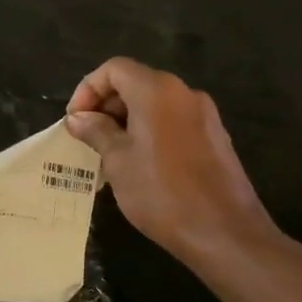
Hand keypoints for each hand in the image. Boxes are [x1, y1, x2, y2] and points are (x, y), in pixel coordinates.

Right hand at [66, 57, 281, 266]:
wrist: (225, 233)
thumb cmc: (162, 193)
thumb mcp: (118, 161)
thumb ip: (96, 131)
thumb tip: (78, 117)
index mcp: (157, 90)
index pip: (114, 68)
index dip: (88, 88)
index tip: (76, 120)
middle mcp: (183, 92)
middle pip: (135, 82)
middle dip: (107, 105)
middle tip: (88, 137)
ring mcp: (204, 114)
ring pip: (155, 103)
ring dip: (127, 120)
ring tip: (109, 153)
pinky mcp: (215, 137)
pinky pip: (173, 121)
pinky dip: (150, 131)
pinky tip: (140, 164)